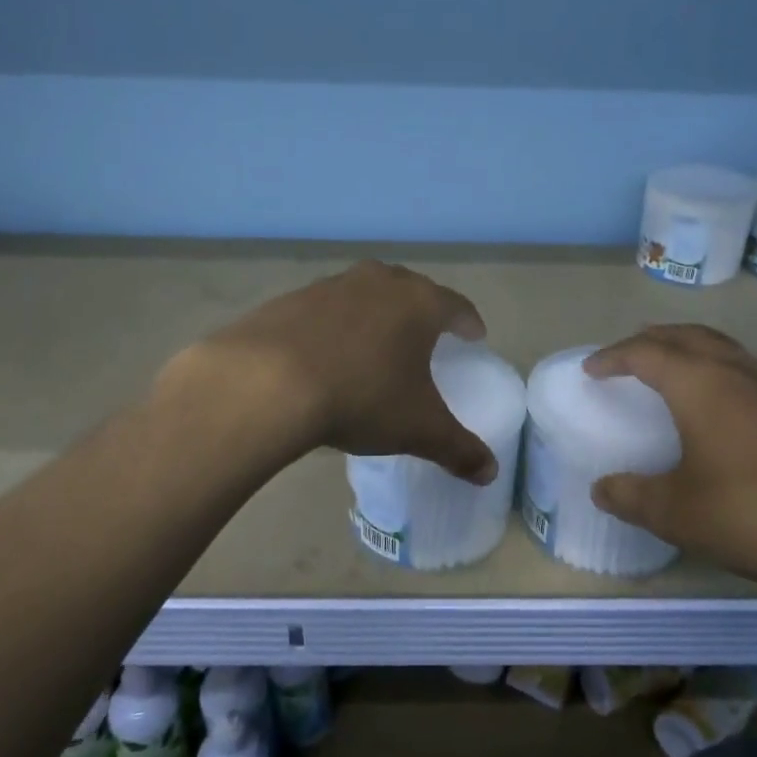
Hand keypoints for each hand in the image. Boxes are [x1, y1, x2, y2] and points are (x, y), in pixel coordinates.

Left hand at [168, 260, 497, 484]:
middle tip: (426, 337)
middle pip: (410, 290)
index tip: (473, 336)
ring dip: (375, 314)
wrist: (266, 382)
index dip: (468, 322)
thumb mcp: (417, 429)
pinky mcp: (290, 299)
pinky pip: (325, 310)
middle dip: (422, 311)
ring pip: (365, 294)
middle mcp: (378, 282)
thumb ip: (458, 449)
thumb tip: (491, 474)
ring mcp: (331, 286)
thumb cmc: (361, 397)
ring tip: (375, 344)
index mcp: (418, 303)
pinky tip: (325, 353)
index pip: (455, 306)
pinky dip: (333, 326)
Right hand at [585, 324, 756, 598]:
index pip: (644, 352)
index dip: (612, 357)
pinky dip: (721, 373)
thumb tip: (602, 488)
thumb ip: (634, 497)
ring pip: (724, 348)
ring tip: (673, 376)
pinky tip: (727, 412)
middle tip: (628, 357)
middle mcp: (739, 370)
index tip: (591, 369)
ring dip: (690, 352)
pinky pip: (750, 371)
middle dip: (651, 340)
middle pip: (686, 335)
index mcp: (700, 382)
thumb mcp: (682, 515)